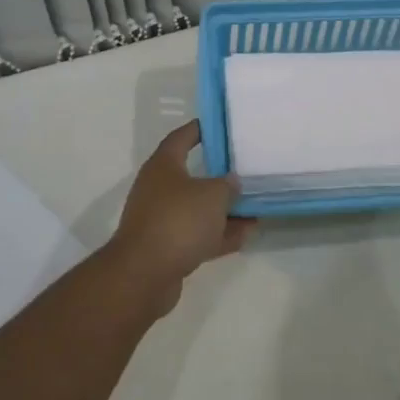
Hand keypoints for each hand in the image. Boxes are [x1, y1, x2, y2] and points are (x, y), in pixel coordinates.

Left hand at [107, 121, 255, 313]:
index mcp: (163, 166)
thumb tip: (231, 182)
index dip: (200, 129)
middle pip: (193, 176)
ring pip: (198, 209)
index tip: (221, 126)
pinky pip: (199, 234)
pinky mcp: (168, 247)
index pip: (182, 137)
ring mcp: (162, 219)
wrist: (145, 274)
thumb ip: (227, 185)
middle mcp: (159, 189)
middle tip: (246, 170)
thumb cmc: (178, 220)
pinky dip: (220, 234)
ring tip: (255, 207)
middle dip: (220, 175)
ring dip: (224, 210)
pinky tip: (247, 234)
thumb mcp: (212, 195)